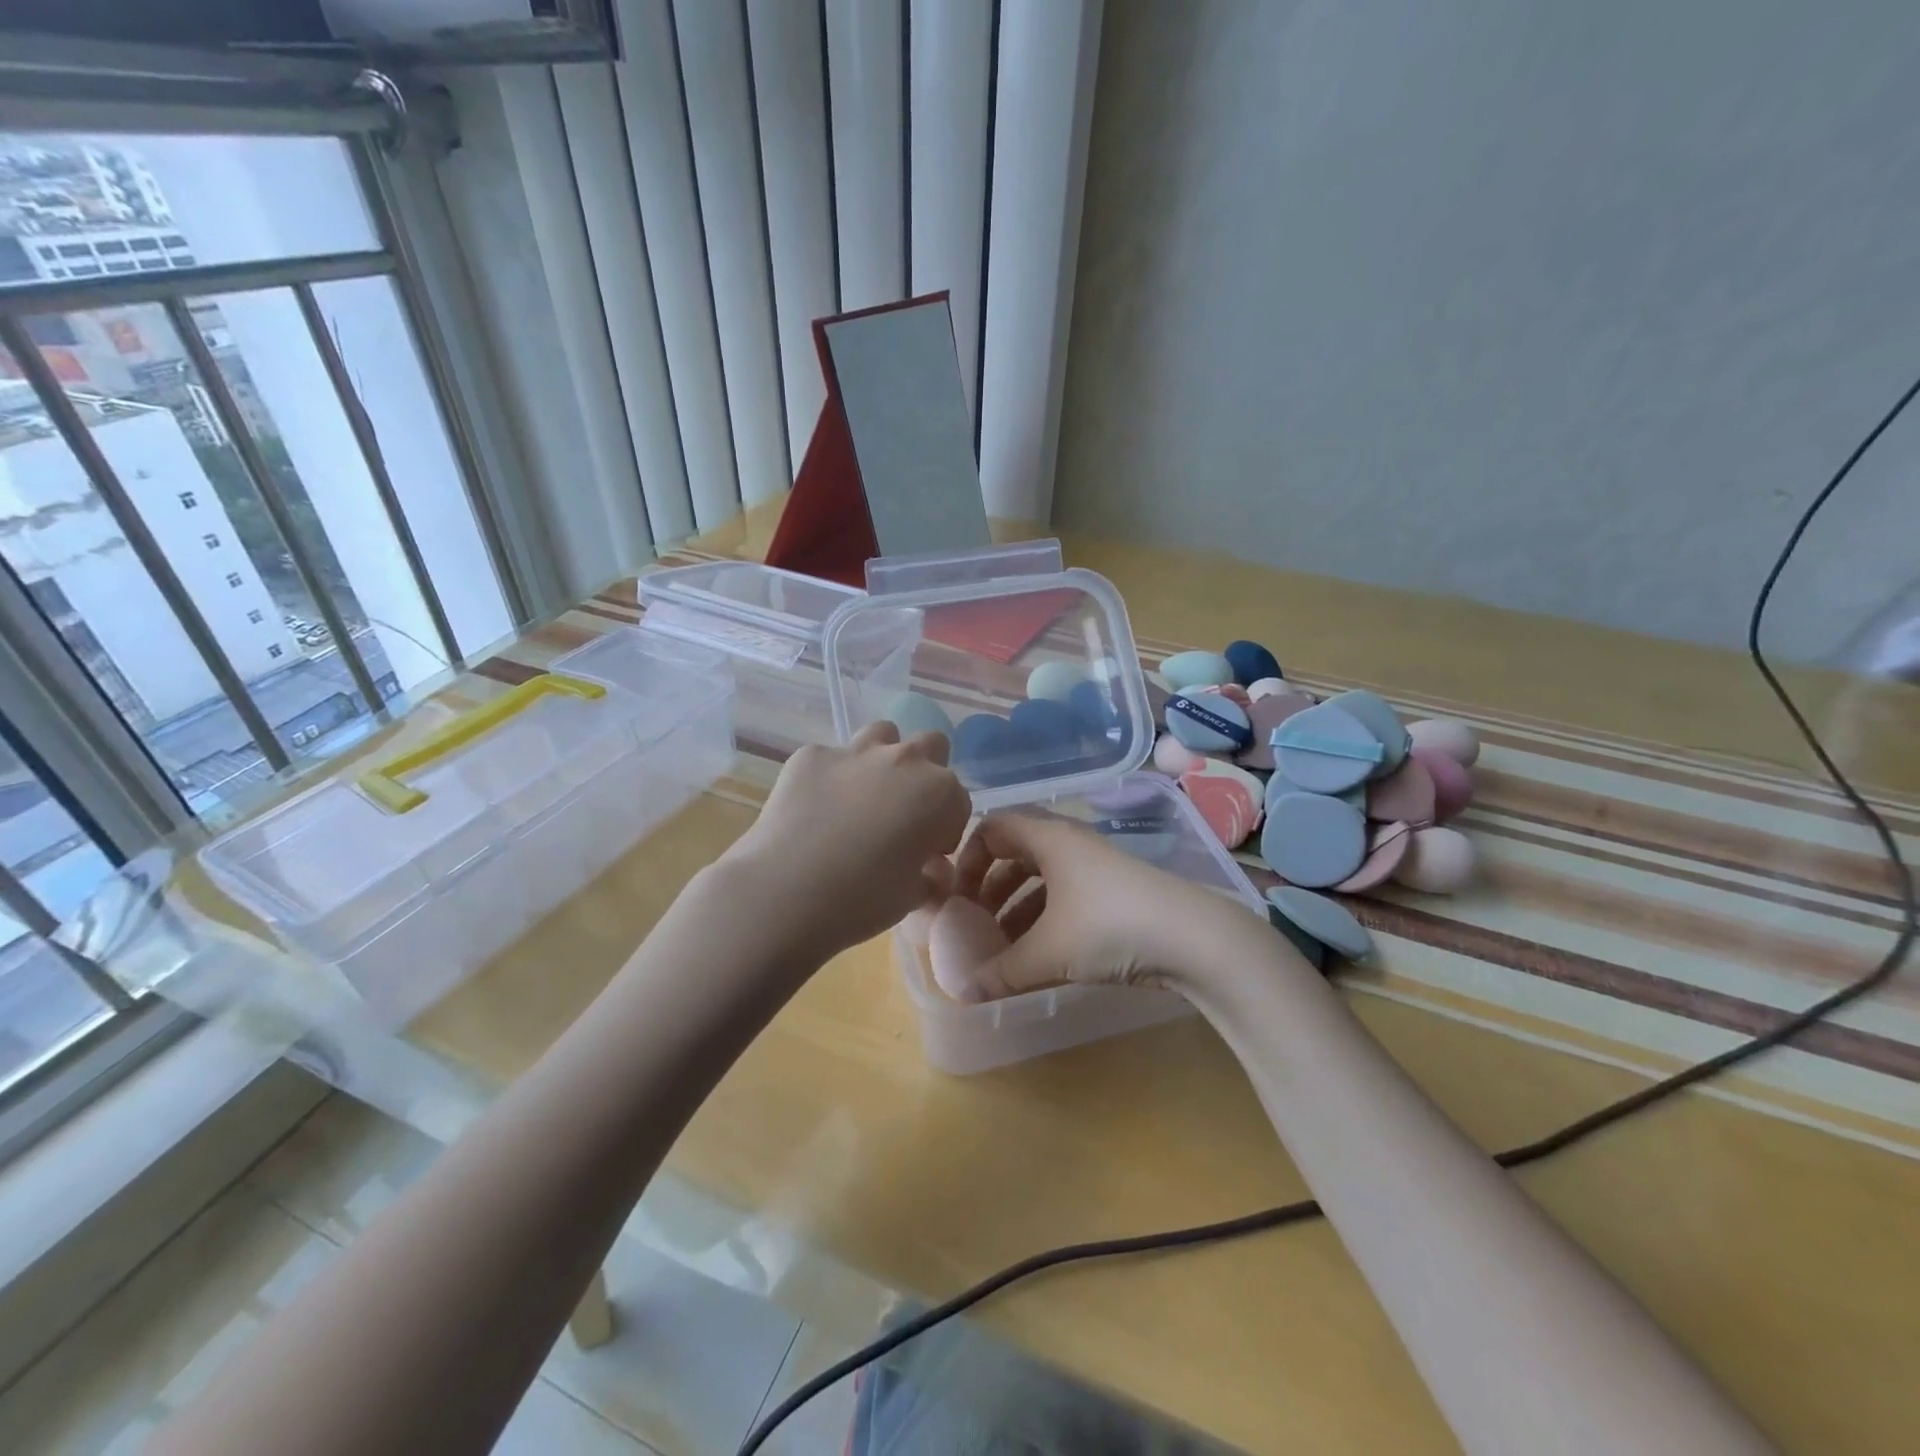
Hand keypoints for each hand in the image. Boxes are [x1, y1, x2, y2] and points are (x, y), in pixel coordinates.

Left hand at [720, 722, 971, 960]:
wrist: (785, 892)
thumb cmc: (862, 899)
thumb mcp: (910, 897)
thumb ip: (929, 877)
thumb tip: (930, 872)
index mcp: (939, 793)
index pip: (959, 801)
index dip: (946, 829)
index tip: (928, 853)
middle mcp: (904, 760)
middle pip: (932, 746)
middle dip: (925, 773)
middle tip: (904, 813)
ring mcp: (854, 752)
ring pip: (883, 734)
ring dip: (882, 758)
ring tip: (863, 797)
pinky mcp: (811, 756)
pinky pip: (831, 758)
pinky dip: (831, 777)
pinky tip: (815, 809)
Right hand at [943, 811, 1278, 1000]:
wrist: (1195, 939)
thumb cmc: (1109, 927)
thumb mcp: (1048, 952)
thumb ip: (1000, 972)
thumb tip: (960, 993)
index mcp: (1049, 839)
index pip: (993, 828)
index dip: (968, 858)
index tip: (956, 897)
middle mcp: (1070, 845)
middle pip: (1015, 855)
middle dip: (990, 889)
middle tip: (973, 923)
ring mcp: (1096, 869)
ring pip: (1042, 880)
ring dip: (1016, 909)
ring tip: (1000, 949)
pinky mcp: (1115, 895)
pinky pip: (1065, 899)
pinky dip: (1044, 922)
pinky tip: (1037, 958)